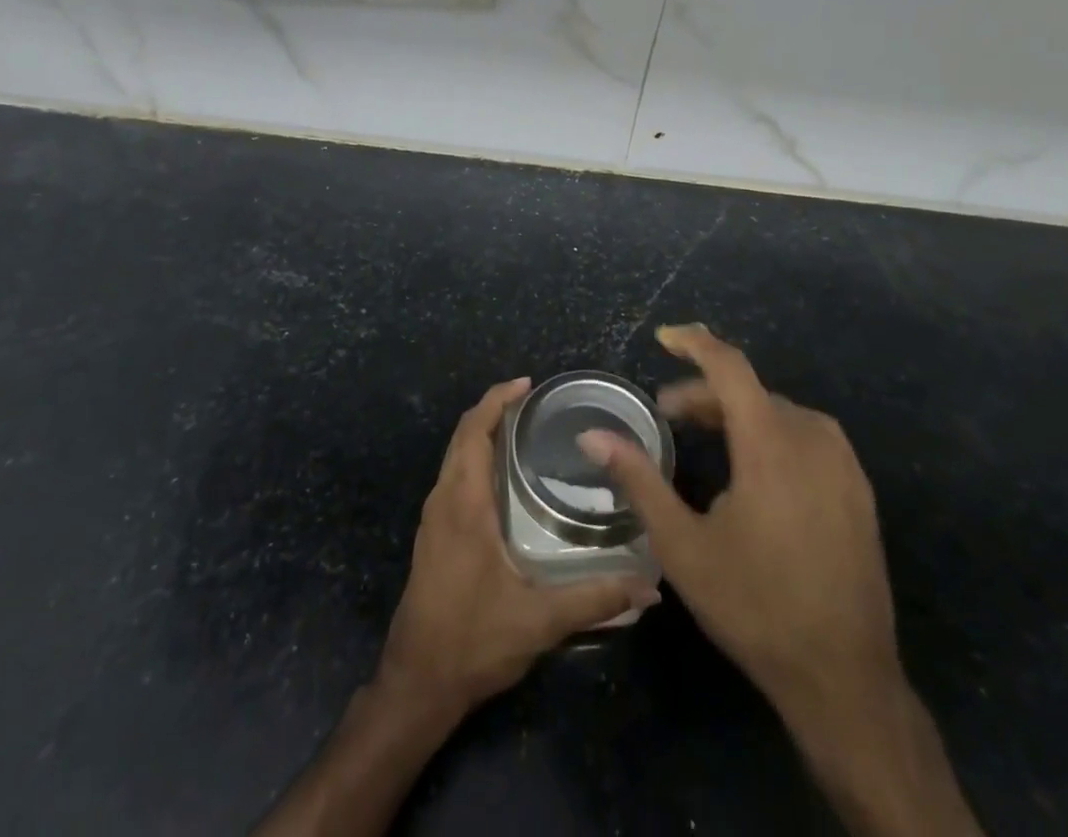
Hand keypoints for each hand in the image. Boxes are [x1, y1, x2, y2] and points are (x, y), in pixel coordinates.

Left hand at [376, 377, 659, 721]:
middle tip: (533, 401)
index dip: (497, 400)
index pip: (474, 432)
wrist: (416, 684)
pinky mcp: (433, 535)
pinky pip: (453, 476)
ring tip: (522, 429)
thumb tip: (650, 587)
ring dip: (482, 433)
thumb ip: (595, 599)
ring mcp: (433, 518)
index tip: (527, 384)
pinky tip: (502, 476)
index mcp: (464, 504)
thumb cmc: (473, 641)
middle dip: (493, 410)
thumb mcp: (539, 621)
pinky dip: (474, 457)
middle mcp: (443, 500)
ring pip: (455, 456)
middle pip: (463, 436)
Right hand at [578, 326, 895, 726]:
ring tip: (706, 437)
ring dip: (738, 413)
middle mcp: (812, 438)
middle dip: (706, 393)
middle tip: (669, 414)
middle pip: (751, 391)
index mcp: (770, 443)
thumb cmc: (754, 605)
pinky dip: (771, 432)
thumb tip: (592, 434)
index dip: (695, 343)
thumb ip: (638, 479)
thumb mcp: (682, 544)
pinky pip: (807, 436)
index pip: (730, 366)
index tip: (664, 337)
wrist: (844, 678)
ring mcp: (843, 464)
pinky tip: (754, 468)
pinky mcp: (859, 489)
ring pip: (780, 412)